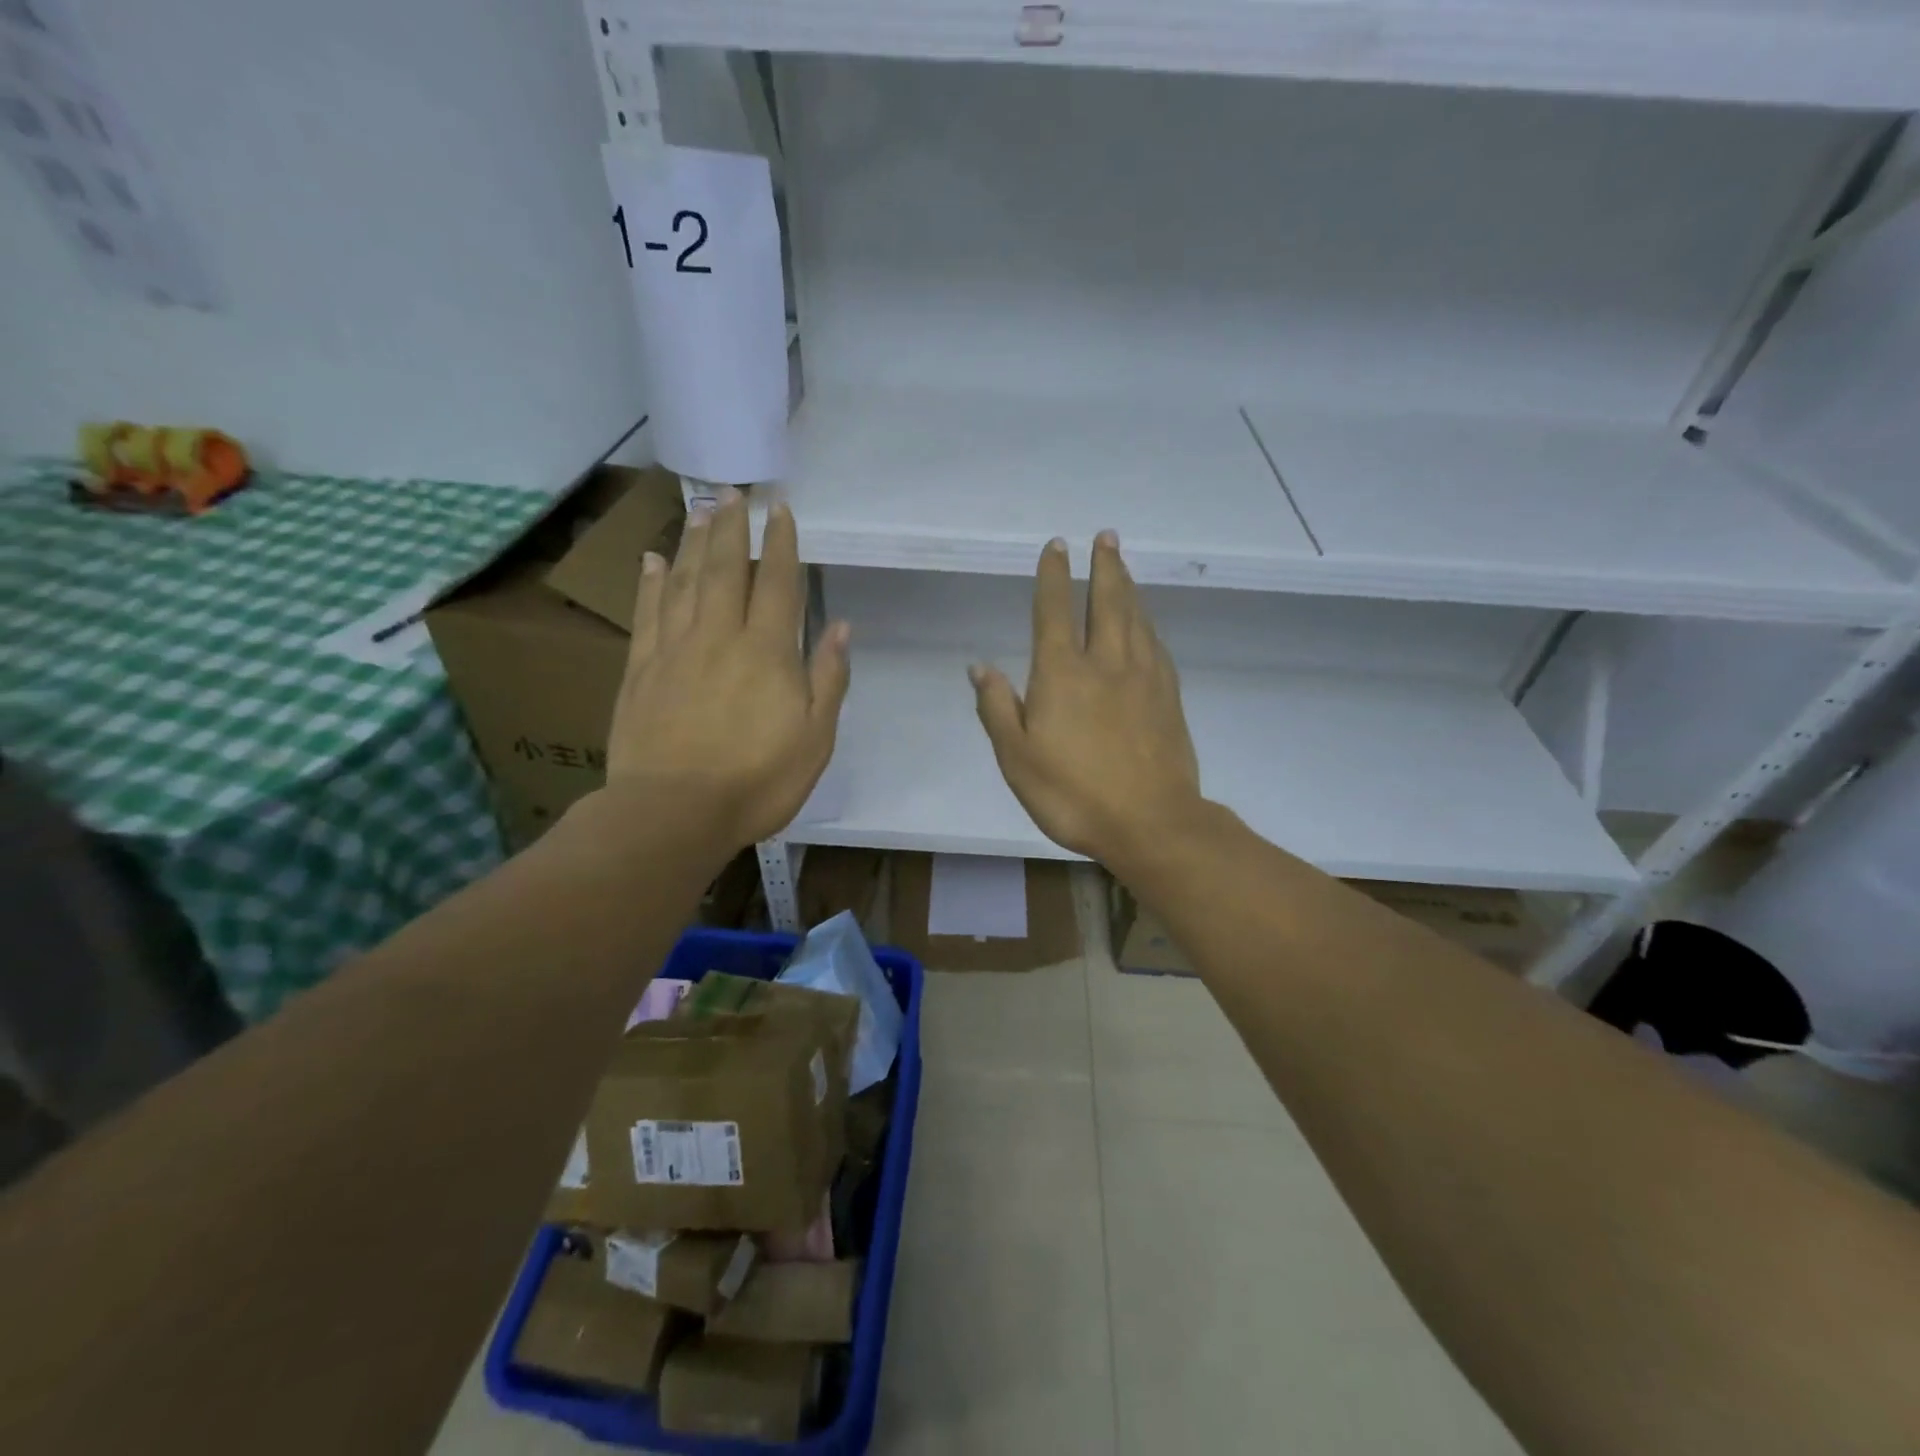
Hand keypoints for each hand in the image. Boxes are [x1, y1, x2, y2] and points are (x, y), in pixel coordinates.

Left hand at [604, 488, 849, 848]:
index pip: (778, 583)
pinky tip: (653, 559)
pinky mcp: (640, 669)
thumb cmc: (757, 782)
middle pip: (727, 569)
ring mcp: (675, 649)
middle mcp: (720, 636)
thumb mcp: (815, 739)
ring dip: (695, 541)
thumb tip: (841, 627)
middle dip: (734, 527)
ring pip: (686, 581)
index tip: (782, 510)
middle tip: (734, 492)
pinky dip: (651, 582)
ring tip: (701, 509)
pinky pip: (648, 612)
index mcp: (768, 652)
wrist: (673, 813)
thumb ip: (827, 678)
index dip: (782, 544)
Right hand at [970, 531, 1202, 864]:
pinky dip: (1149, 624)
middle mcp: (1105, 663)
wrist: (1150, 822)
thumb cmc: (1073, 794)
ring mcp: (1143, 678)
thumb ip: (997, 708)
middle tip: (1106, 537)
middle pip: (1106, 602)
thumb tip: (980, 666)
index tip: (1057, 546)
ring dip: (1128, 587)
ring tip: (1124, 565)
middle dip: (1104, 566)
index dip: (1054, 576)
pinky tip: (1147, 623)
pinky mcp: (1168, 697)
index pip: (1055, 611)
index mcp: (1062, 674)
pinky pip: (1156, 645)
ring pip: (1136, 618)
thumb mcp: (1017, 758)